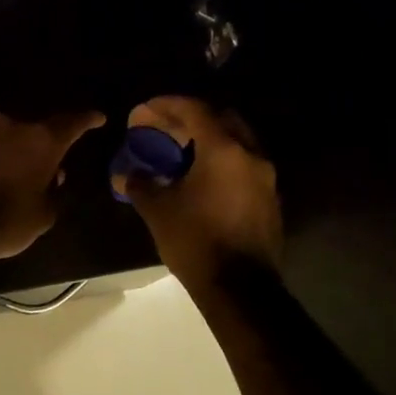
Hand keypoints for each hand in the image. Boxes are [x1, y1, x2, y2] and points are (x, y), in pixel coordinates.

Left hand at [0, 111, 106, 261]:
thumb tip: (50, 179)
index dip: (88, 120)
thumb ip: (53, 193)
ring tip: (27, 181)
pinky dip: (2, 162)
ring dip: (23, 156)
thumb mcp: (43, 216)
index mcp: (42, 139)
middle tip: (55, 170)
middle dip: (49, 148)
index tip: (99, 118)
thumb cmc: (4, 218)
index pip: (72, 122)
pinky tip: (4, 182)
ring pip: (14, 140)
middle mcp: (14, 128)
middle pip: (40, 132)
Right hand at [110, 96, 281, 285]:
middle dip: (192, 117)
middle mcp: (250, 155)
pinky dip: (223, 161)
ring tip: (181, 153)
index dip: (165, 105)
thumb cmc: (196, 241)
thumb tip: (126, 175)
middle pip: (222, 118)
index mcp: (223, 150)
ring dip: (210, 139)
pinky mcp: (270, 199)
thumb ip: (140, 184)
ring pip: (237, 141)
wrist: (240, 289)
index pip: (194, 110)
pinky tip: (201, 179)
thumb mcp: (158, 211)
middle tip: (166, 129)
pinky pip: (244, 165)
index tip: (143, 111)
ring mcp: (265, 177)